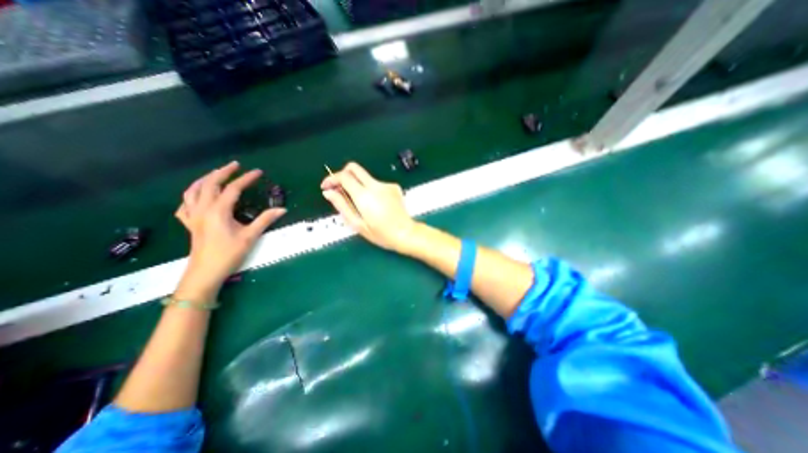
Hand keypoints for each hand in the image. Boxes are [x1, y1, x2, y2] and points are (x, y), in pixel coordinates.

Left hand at [171, 162, 283, 299]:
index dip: (246, 179)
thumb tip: (282, 209)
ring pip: (193, 191)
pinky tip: (197, 196)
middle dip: (223, 172)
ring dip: (205, 179)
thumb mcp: (250, 236)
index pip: (233, 189)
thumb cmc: (229, 254)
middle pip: (210, 184)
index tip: (258, 172)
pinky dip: (191, 196)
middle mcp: (203, 209)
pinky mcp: (190, 224)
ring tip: (215, 174)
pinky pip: (185, 205)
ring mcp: (193, 216)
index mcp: (218, 211)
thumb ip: (265, 220)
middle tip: (236, 165)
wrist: (205, 273)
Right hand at [319, 161, 415, 252]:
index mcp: (364, 196)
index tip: (326, 187)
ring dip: (357, 184)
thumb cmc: (381, 234)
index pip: (344, 176)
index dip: (332, 179)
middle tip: (339, 188)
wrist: (405, 233)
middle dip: (343, 174)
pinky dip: (370, 190)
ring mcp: (386, 185)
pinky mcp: (394, 186)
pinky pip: (377, 184)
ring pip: (365, 177)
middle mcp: (376, 185)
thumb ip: (342, 206)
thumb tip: (328, 193)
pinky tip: (375, 204)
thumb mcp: (357, 224)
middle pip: (354, 168)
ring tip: (359, 203)